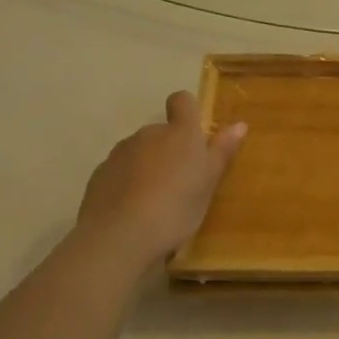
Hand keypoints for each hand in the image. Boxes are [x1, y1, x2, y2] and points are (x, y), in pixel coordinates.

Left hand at [69, 92, 246, 271]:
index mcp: (180, 133)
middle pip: (161, 131)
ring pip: (139, 152)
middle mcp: (148, 134)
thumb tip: (239, 125)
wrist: (119, 237)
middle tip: (180, 182)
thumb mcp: (208, 183)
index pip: (182, 101)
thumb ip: (222, 152)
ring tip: (154, 201)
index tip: (193, 134)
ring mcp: (120, 153)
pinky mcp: (99, 174)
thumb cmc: (176, 208)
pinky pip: (119, 171)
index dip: (187, 110)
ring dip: (147, 166)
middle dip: (169, 149)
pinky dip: (126, 183)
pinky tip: (131, 211)